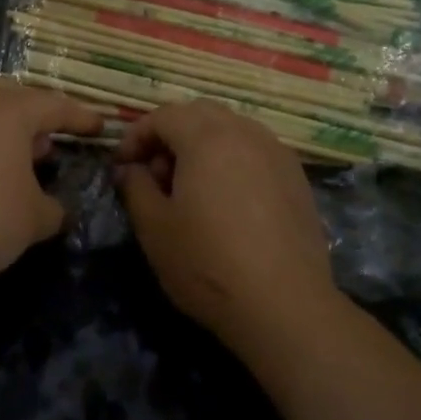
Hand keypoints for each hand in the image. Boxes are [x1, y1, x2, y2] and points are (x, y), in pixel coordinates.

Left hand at [0, 77, 102, 298]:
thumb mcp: (33, 221)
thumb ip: (54, 209)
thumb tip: (58, 210)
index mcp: (9, 110)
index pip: (55, 106)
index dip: (81, 118)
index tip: (99, 126)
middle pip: (10, 95)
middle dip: (33, 114)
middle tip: (48, 139)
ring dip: (0, 128)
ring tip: (13, 159)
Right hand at [114, 101, 340, 349]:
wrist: (285, 306)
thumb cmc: (208, 264)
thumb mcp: (154, 228)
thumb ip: (135, 187)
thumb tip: (130, 169)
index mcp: (207, 138)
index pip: (164, 115)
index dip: (137, 135)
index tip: (123, 166)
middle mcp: (246, 133)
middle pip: (201, 114)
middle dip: (171, 135)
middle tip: (156, 174)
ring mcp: (277, 154)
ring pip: (232, 129)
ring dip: (204, 145)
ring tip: (191, 189)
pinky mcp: (297, 178)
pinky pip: (256, 151)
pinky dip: (233, 161)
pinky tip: (227, 201)